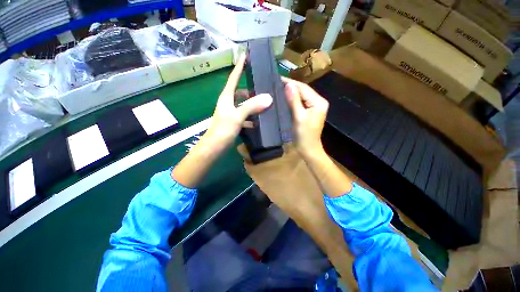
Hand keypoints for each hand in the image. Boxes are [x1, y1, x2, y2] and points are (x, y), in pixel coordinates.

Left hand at [205, 54, 272, 147]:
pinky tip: (260, 121)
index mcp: (226, 97)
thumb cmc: (223, 129)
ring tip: (265, 105)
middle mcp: (228, 103)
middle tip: (263, 88)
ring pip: (243, 105)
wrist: (214, 147)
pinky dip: (251, 117)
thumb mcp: (237, 116)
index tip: (245, 56)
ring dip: (252, 105)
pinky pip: (244, 116)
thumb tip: (268, 97)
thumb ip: (251, 106)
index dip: (239, 67)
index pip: (233, 78)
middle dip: (250, 90)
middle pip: (240, 92)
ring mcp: (231, 113)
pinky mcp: (233, 122)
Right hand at [283, 77, 328, 156]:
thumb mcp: (299, 117)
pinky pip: (299, 103)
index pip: (303, 88)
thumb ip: (294, 100)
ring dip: (290, 93)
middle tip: (276, 83)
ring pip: (300, 96)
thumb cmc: (304, 135)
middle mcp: (318, 102)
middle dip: (290, 87)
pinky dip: (291, 100)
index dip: (291, 83)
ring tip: (278, 89)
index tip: (278, 78)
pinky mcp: (308, 112)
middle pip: (303, 91)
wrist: (308, 149)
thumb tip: (288, 85)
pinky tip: (283, 98)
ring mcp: (313, 107)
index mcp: (318, 102)